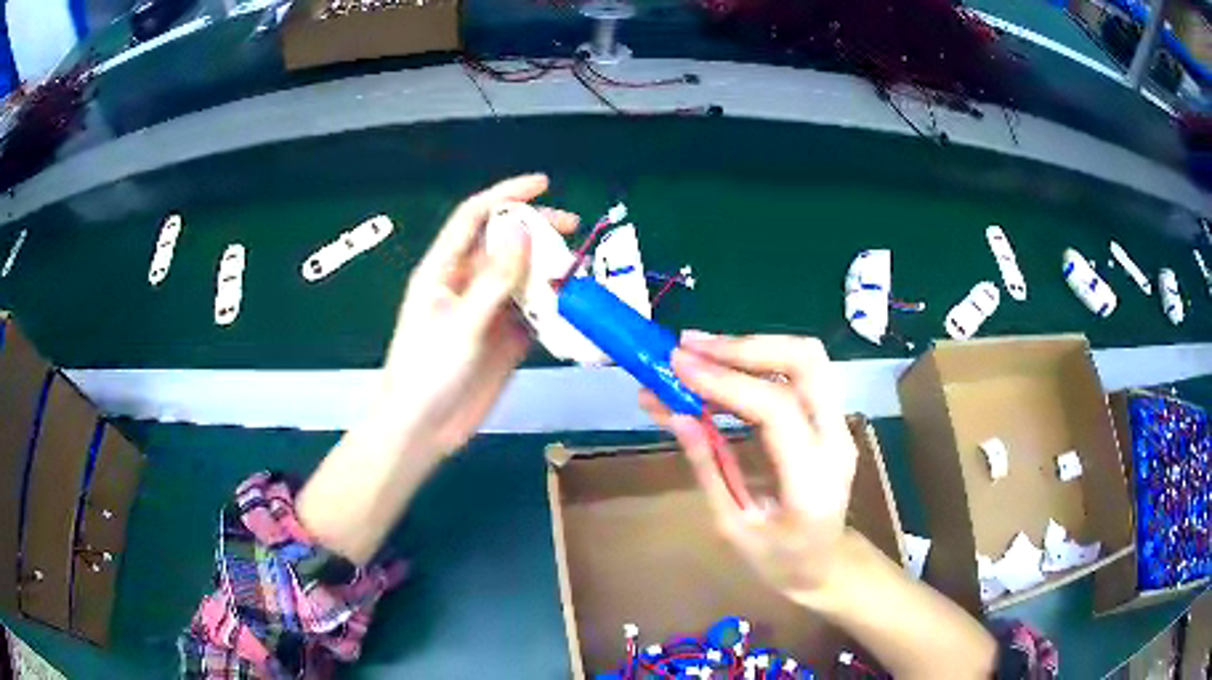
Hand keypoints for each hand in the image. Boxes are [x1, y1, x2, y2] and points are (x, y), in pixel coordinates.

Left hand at [380, 174, 578, 459]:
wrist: (424, 427)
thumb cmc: (427, 370)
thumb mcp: (461, 322)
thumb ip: (495, 279)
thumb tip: (523, 230)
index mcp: (444, 269)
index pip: (475, 217)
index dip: (507, 195)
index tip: (544, 184)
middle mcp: (467, 282)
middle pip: (505, 243)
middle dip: (537, 230)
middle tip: (574, 230)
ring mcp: (487, 311)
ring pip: (523, 277)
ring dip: (550, 271)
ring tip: (580, 272)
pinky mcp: (504, 338)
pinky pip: (533, 312)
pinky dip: (553, 307)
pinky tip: (574, 305)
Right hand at [639, 333, 857, 602]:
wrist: (828, 566)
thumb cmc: (781, 561)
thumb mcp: (734, 528)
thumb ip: (709, 470)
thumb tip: (677, 416)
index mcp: (812, 480)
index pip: (776, 408)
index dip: (725, 380)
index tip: (676, 365)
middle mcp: (835, 440)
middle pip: (805, 362)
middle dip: (743, 346)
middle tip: (688, 347)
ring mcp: (838, 425)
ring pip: (804, 359)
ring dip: (748, 348)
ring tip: (694, 351)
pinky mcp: (829, 418)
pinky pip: (796, 375)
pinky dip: (755, 364)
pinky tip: (716, 370)